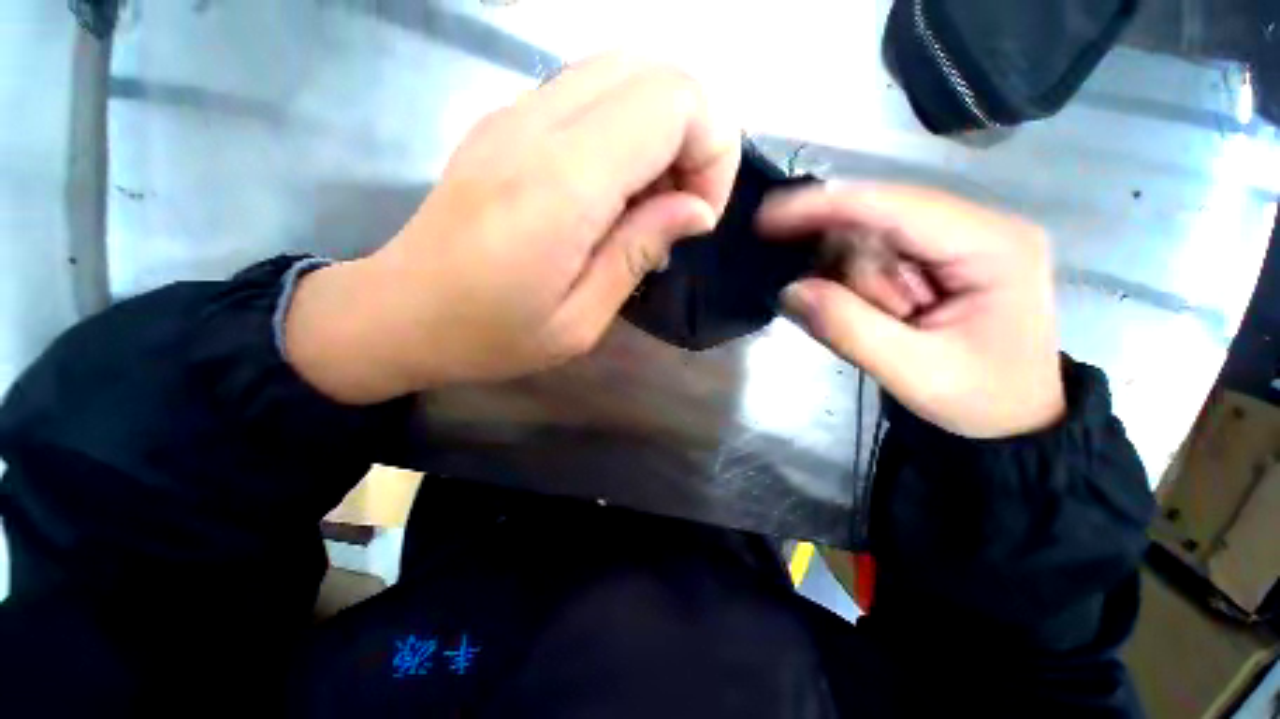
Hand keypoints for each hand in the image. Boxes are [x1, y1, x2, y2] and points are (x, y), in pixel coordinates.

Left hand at [285, 55, 740, 403]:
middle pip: (656, 72)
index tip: (698, 215)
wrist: (398, 313)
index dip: (711, 151)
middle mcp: (537, 126)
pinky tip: (614, 190)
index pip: (673, 103)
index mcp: (561, 186)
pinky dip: (628, 130)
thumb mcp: (579, 322)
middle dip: (695, 135)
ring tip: (650, 201)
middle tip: (680, 205)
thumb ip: (637, 254)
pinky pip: (592, 93)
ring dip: (662, 131)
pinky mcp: (507, 121)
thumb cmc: (491, 335)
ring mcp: (515, 113)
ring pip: (625, 72)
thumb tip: (696, 210)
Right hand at [758, 185, 1064, 438]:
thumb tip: (790, 290)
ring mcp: (959, 237)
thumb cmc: (979, 399)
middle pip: (879, 222)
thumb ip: (848, 328)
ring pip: (872, 240)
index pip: (893, 207)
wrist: (1014, 417)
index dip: (824, 207)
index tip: (766, 218)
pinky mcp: (940, 254)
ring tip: (888, 326)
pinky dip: (859, 286)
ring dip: (856, 285)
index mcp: (991, 245)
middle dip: (848, 271)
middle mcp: (977, 225)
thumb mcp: (913, 373)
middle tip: (866, 320)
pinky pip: (877, 256)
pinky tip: (878, 313)